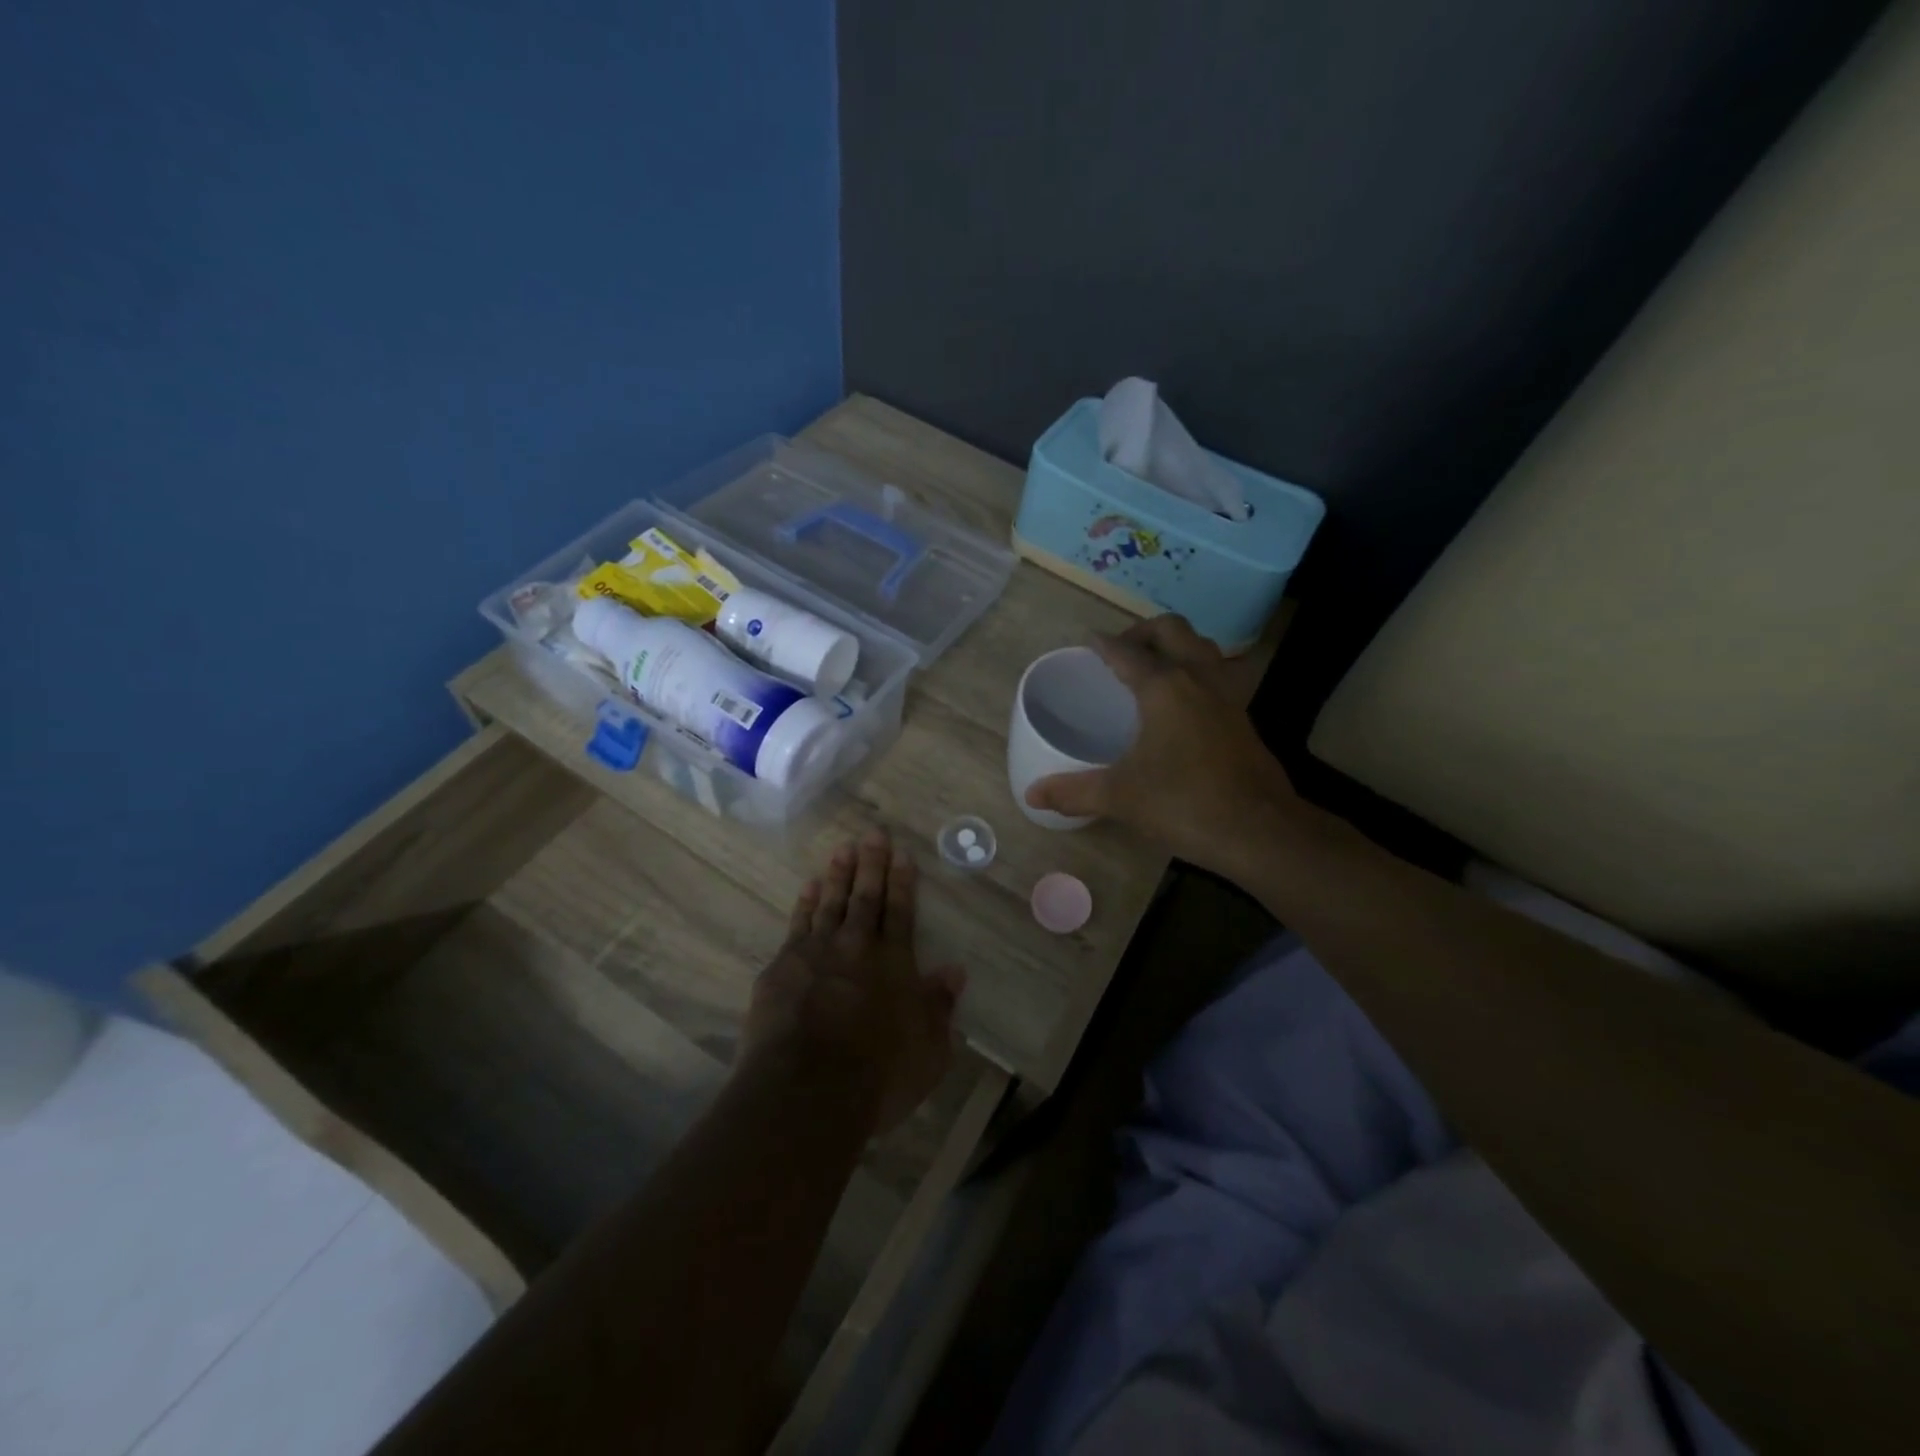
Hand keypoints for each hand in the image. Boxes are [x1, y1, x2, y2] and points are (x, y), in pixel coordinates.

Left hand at [740, 828, 964, 1134]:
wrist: (808, 1090)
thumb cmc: (879, 1075)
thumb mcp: (929, 1049)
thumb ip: (940, 1006)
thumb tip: (955, 970)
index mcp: (894, 963)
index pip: (901, 912)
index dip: (903, 882)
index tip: (902, 853)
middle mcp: (856, 947)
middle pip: (866, 897)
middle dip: (871, 864)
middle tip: (872, 833)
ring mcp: (815, 953)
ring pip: (830, 903)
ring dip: (838, 874)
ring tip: (842, 849)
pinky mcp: (782, 968)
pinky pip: (797, 924)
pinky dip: (804, 903)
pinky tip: (808, 887)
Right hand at [1024, 615, 1303, 876]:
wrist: (1259, 829)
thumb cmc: (1184, 803)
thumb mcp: (1120, 797)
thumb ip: (1074, 791)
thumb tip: (1032, 795)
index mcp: (1164, 687)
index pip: (1127, 651)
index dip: (1104, 643)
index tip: (1089, 641)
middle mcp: (1198, 678)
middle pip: (1172, 630)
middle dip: (1143, 631)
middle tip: (1121, 651)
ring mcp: (1227, 696)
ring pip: (1202, 647)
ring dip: (1176, 645)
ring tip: (1153, 668)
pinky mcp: (1243, 717)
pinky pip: (1216, 674)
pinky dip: (1195, 671)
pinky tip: (1182, 703)